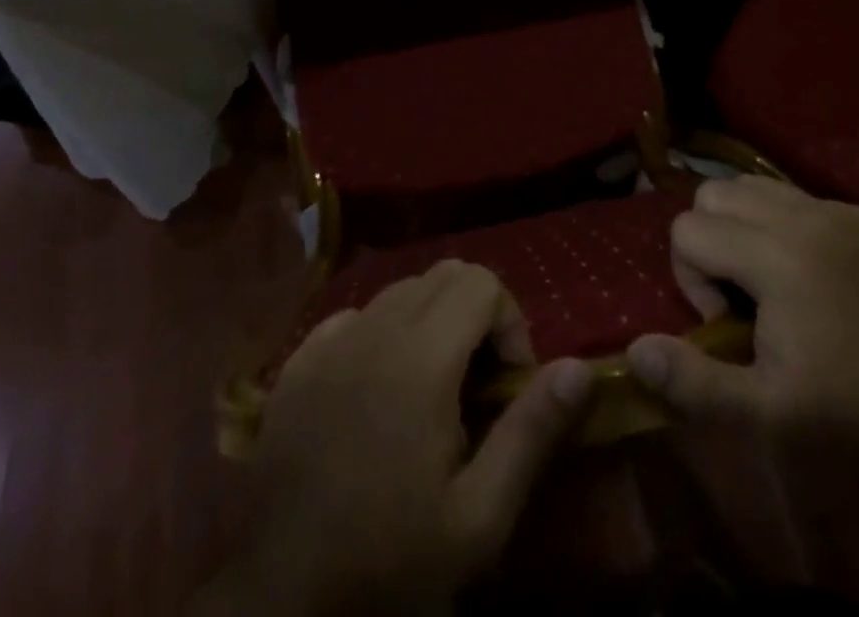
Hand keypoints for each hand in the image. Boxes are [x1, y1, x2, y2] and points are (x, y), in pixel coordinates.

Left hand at [200, 260, 594, 615]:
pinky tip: (378, 392)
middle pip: (444, 274)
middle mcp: (374, 329)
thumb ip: (532, 432)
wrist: (279, 603)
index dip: (509, 321)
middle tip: (477, 383)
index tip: (507, 383)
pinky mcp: (297, 363)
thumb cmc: (387, 564)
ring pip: (400, 291)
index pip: (481, 281)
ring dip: (431, 321)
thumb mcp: (478, 519)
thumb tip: (579, 366)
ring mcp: (329, 342)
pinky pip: (354, 316)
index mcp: (421, 358)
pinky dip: (381, 334)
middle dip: (476, 314)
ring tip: (432, 389)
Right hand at [627, 177, 858, 478]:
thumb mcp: (762, 413)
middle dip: (711, 237)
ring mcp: (840, 209)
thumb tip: (636, 349)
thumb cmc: (843, 414)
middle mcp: (805, 216)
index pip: (688, 229)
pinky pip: (802, 197)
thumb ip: (693, 381)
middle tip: (741, 291)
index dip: (691, 276)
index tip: (726, 321)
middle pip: (715, 192)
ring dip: (745, 223)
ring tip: (769, 275)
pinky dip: (789, 224)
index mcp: (775, 257)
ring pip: (755, 185)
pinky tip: (814, 271)